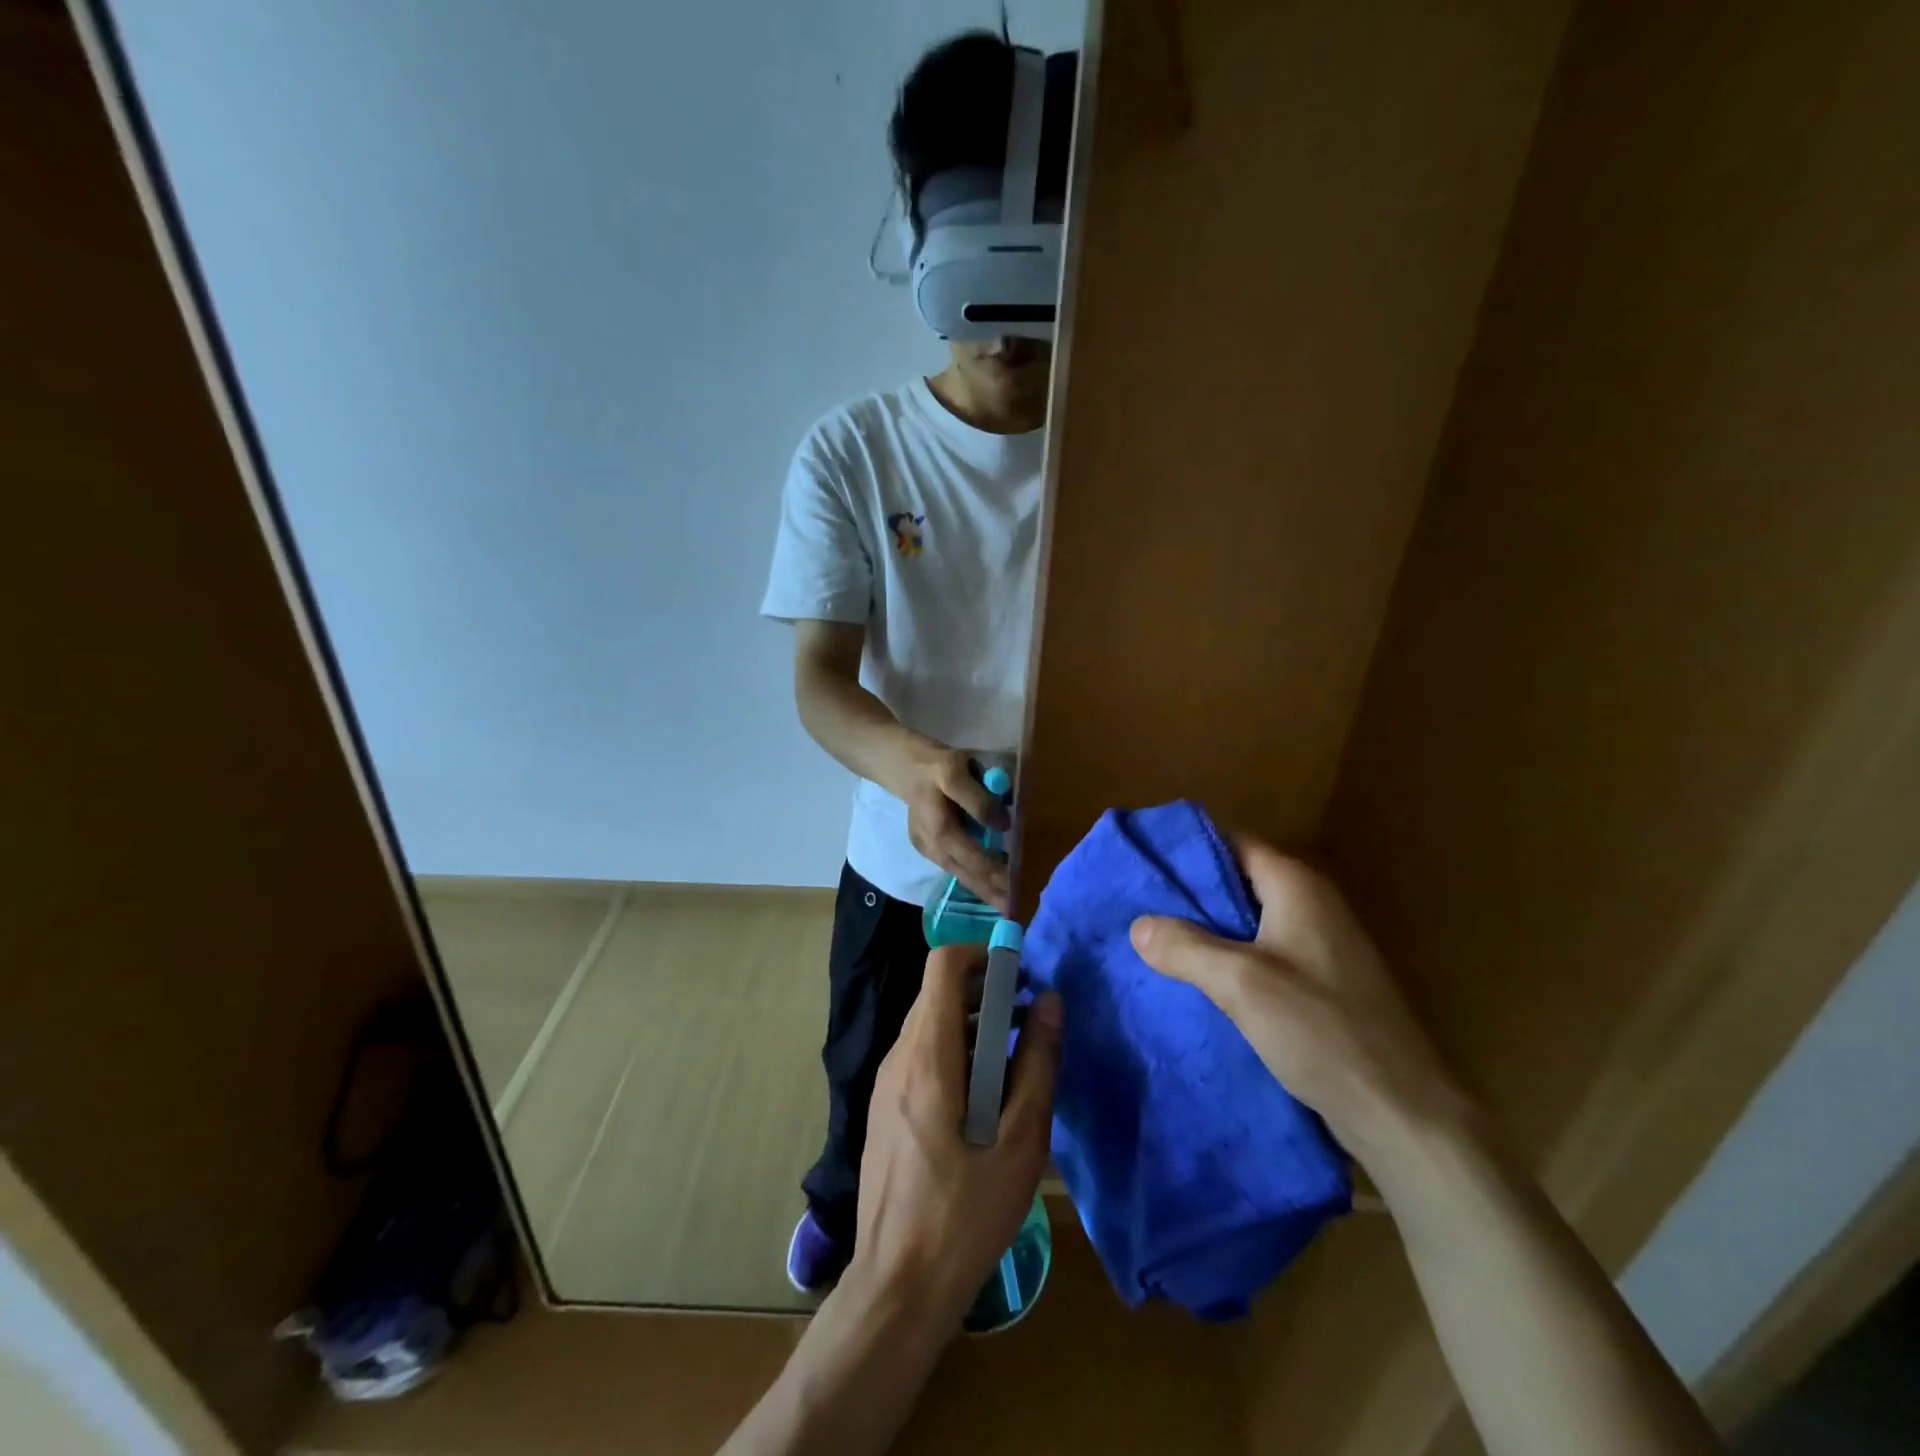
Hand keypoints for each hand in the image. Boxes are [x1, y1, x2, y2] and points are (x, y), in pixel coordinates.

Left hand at [846, 945, 1062, 1330]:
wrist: (898, 1286)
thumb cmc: (965, 1215)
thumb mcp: (1020, 1142)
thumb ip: (1038, 1064)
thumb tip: (1051, 1001)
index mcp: (927, 1055)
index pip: (943, 964)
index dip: (983, 955)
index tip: (1022, 976)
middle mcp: (899, 1056)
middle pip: (938, 992)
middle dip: (986, 991)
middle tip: (1030, 1019)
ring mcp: (887, 1082)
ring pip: (930, 1023)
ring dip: (973, 1024)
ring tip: (1018, 1057)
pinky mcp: (887, 1106)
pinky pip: (922, 1054)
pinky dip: (956, 1051)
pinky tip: (986, 1096)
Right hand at [896, 743, 1010, 910]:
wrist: (899, 764)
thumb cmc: (932, 764)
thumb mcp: (955, 770)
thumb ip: (977, 799)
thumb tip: (1003, 824)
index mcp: (940, 829)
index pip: (974, 859)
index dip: (996, 874)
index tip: (1017, 888)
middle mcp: (932, 845)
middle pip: (966, 874)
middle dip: (990, 892)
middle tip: (1015, 909)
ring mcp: (927, 848)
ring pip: (959, 874)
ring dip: (982, 890)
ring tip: (1004, 904)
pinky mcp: (927, 846)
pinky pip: (954, 867)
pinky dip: (972, 878)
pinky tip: (987, 885)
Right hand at [1129, 836, 1470, 1166]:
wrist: (1403, 1113)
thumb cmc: (1321, 1030)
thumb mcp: (1240, 983)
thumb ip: (1185, 947)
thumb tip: (1137, 925)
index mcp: (1297, 886)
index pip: (1231, 843)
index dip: (1186, 850)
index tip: (1141, 862)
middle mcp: (1312, 904)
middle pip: (1237, 881)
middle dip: (1189, 894)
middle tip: (1136, 905)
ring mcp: (1321, 946)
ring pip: (1248, 922)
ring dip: (1206, 930)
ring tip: (1153, 941)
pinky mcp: (1323, 984)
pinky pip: (1263, 955)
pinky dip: (1229, 959)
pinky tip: (1196, 980)